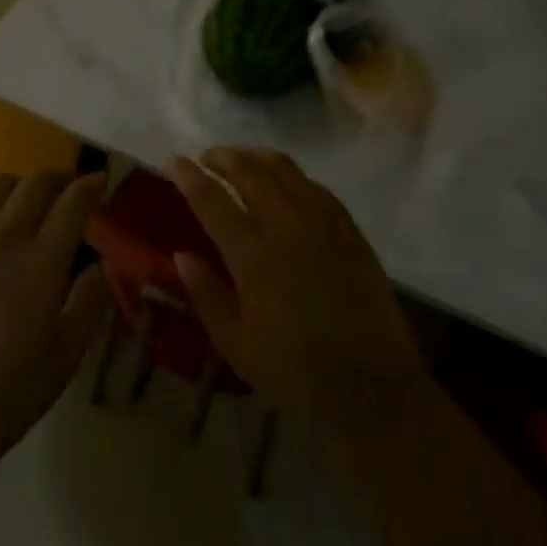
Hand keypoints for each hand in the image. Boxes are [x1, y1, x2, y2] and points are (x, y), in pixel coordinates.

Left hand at [0, 171, 111, 489]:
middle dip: (58, 178)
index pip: (72, 202)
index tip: (100, 180)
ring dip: (19, 185)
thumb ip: (90, 303)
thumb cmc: (7, 395)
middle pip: (35, 183)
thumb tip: (99, 266)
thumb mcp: (66, 356)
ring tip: (25, 201)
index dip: (90, 185)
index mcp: (41, 261)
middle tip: (67, 190)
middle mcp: (2, 236)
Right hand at [167, 149, 428, 453]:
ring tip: (238, 160)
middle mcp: (286, 226)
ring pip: (283, 168)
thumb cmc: (297, 373)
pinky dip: (289, 173)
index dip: (188, 176)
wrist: (374, 389)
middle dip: (220, 157)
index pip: (211, 199)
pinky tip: (281, 181)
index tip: (171, 161)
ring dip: (253, 156)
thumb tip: (181, 254)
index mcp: (254, 256)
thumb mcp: (238, 347)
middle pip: (248, 171)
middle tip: (204, 158)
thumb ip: (206, 296)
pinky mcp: (348, 227)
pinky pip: (313, 184)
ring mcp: (322, 222)